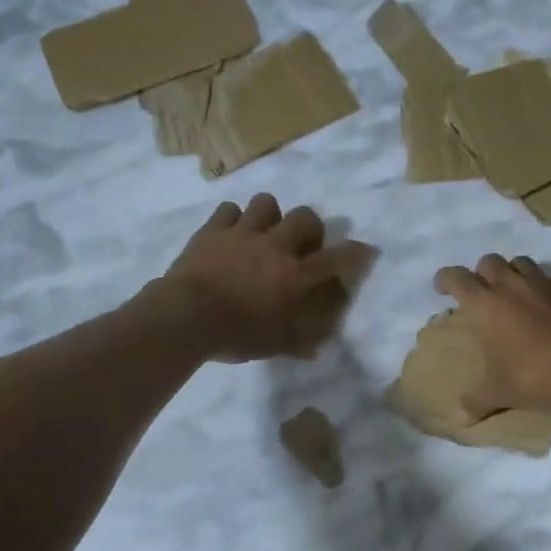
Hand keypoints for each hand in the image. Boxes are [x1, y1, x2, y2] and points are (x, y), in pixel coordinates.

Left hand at [156, 194, 350, 361]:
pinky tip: (232, 234)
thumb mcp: (276, 345)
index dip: (356, 253)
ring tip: (265, 232)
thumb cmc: (236, 334)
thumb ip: (300, 342)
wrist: (186, 317)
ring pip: (267, 203)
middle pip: (305, 217)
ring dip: (271, 216)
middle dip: (311, 227)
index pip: (337, 258)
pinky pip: (229, 210)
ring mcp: (243, 233)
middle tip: (303, 244)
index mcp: (296, 275)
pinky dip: (234, 220)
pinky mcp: (213, 230)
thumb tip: (317, 346)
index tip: (364, 251)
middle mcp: (275, 246)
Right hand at [434, 255, 550, 413]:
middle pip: (490, 261)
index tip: (443, 289)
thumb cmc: (533, 377)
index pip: (457, 278)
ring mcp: (547, 284)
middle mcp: (514, 286)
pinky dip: (548, 287)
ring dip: (514, 273)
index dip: (445, 279)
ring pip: (523, 263)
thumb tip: (460, 419)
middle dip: (481, 273)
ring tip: (516, 294)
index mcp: (487, 304)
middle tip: (482, 294)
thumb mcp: (499, 393)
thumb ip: (476, 402)